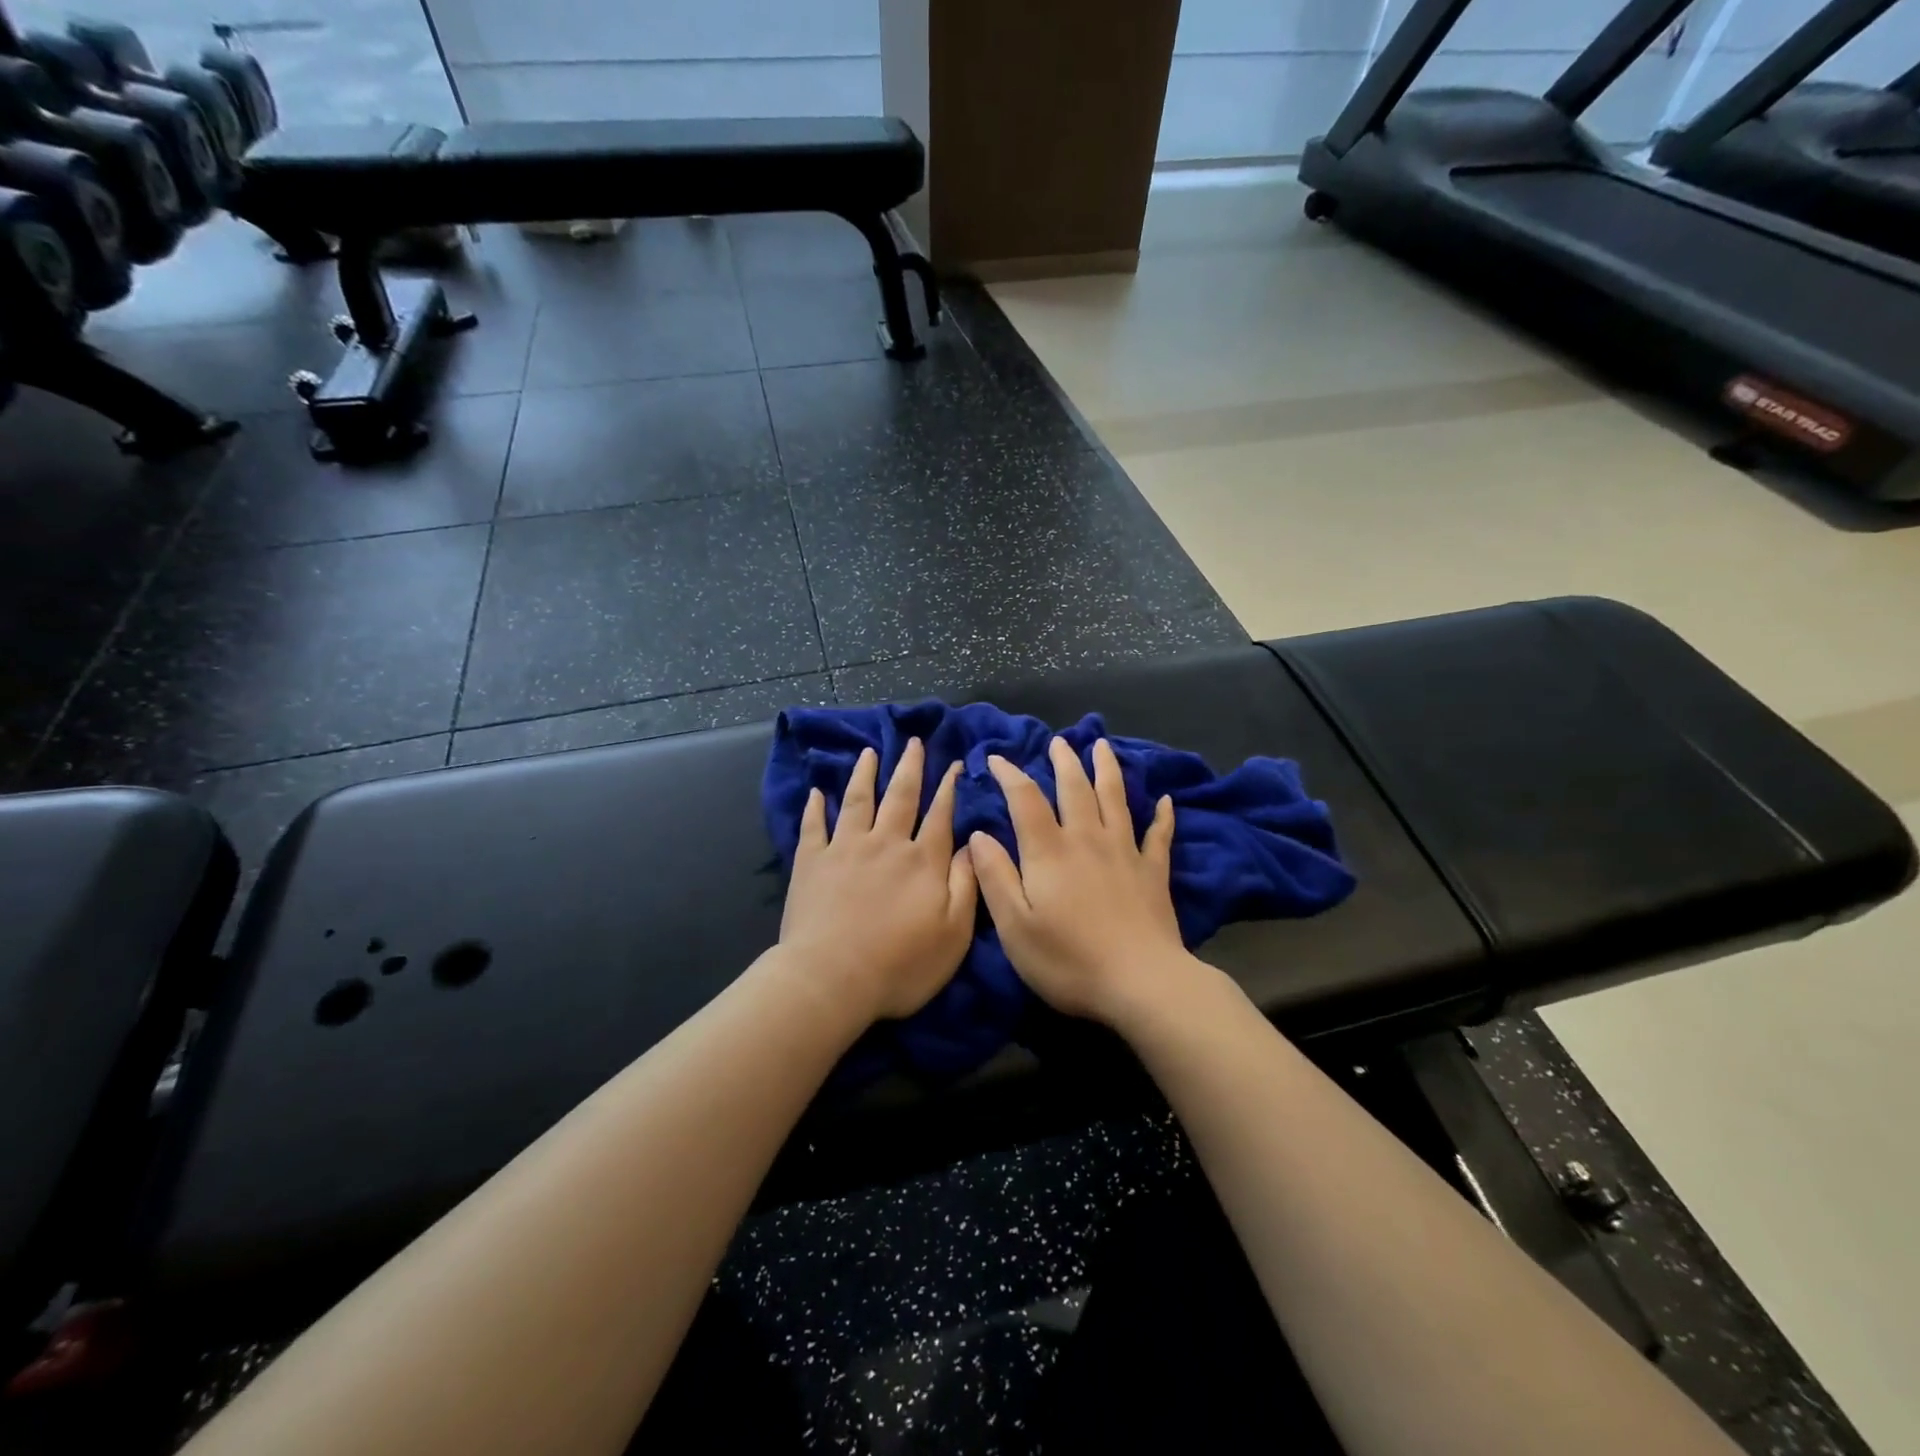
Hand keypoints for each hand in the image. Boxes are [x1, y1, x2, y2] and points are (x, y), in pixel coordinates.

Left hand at [779, 738, 977, 1022]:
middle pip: (900, 796)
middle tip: (913, 742)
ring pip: (858, 800)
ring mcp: (845, 848)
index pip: (940, 815)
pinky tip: (817, 791)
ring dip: (866, 774)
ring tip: (870, 752)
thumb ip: (966, 885)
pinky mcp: (811, 862)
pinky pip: (814, 825)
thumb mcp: (954, 933)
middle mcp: (886, 843)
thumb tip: (973, 844)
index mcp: (922, 861)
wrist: (831, 979)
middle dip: (910, 767)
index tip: (953, 765)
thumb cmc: (900, 965)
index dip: (948, 788)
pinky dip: (816, 806)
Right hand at [970, 737, 1208, 1030]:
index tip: (996, 758)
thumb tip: (979, 835)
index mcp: (1050, 852)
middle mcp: (1088, 840)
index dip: (1010, 775)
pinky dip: (1162, 816)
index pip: (1026, 800)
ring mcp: (1125, 853)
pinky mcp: (1154, 872)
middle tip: (1059, 742)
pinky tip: (1165, 802)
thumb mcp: (1015, 926)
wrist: (1141, 983)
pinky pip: (1159, 836)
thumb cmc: (1069, 960)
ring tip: (1102, 746)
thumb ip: (995, 876)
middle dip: (1064, 762)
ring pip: (1116, 799)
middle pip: (1075, 789)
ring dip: (1107, 770)